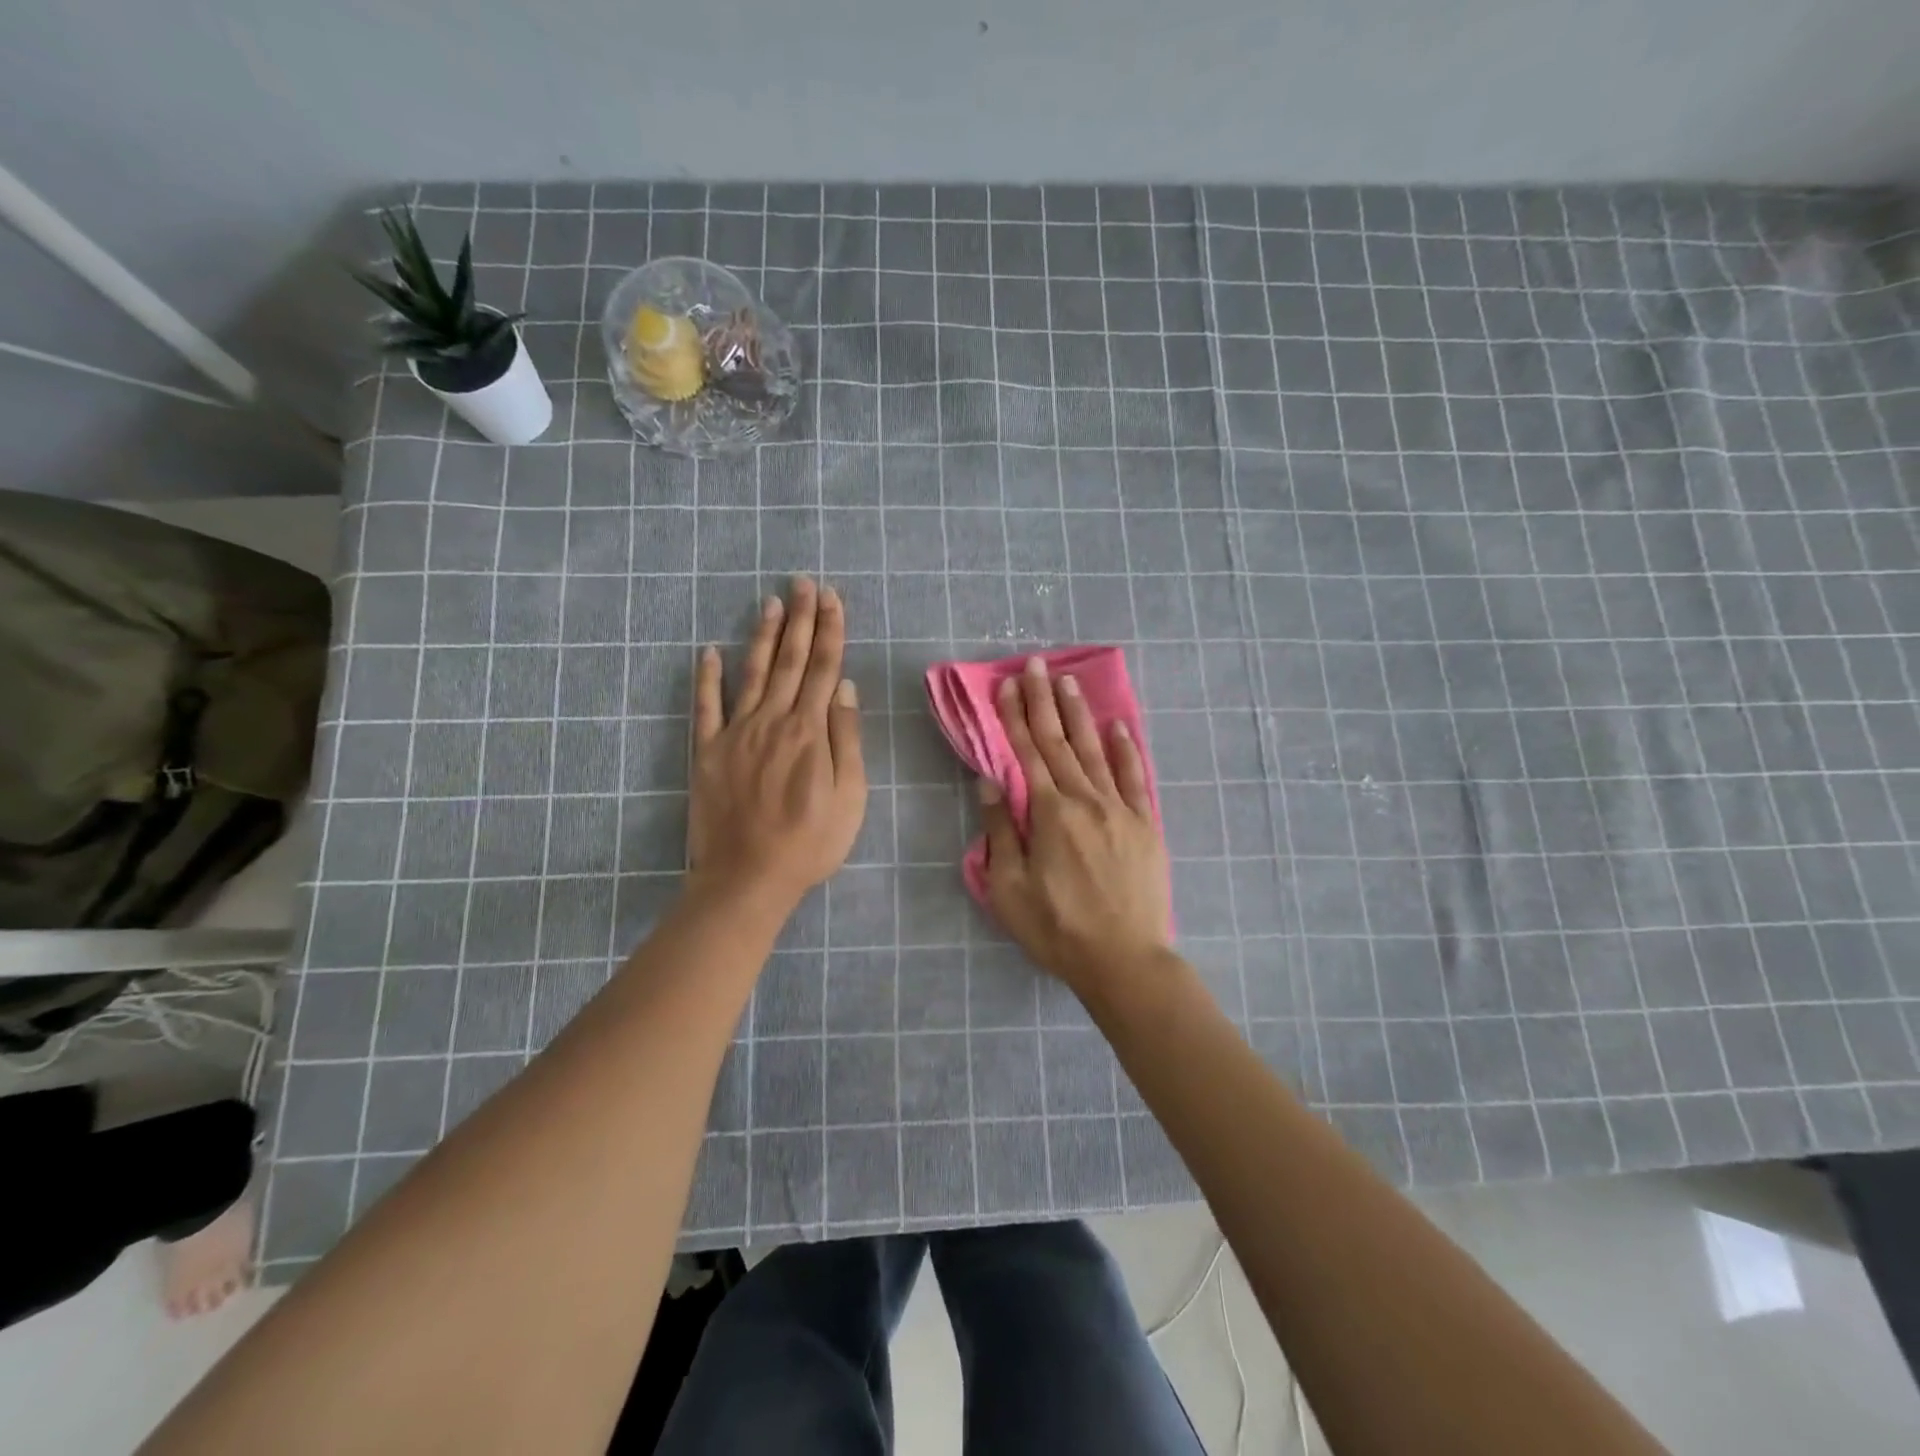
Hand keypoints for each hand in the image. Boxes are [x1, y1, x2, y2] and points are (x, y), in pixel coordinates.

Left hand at [687, 578, 865, 912]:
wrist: (747, 878)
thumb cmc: (809, 843)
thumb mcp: (850, 797)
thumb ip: (847, 739)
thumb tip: (845, 688)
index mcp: (810, 732)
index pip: (824, 669)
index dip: (830, 631)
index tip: (832, 599)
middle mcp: (772, 721)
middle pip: (791, 661)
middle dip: (800, 620)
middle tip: (804, 583)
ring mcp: (735, 733)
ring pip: (752, 673)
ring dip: (763, 636)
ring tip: (771, 603)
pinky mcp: (706, 752)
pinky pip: (706, 707)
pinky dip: (707, 677)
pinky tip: (709, 651)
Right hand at [977, 657, 1171, 998]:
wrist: (1123, 960)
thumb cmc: (1057, 928)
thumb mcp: (1010, 888)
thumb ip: (1000, 831)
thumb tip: (990, 782)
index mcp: (1048, 814)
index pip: (1027, 754)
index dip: (1014, 717)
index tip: (1007, 685)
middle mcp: (1085, 800)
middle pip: (1059, 742)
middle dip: (1043, 701)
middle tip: (1034, 665)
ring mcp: (1120, 810)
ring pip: (1095, 751)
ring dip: (1079, 714)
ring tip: (1068, 680)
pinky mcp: (1146, 825)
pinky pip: (1135, 778)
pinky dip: (1127, 750)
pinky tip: (1119, 727)